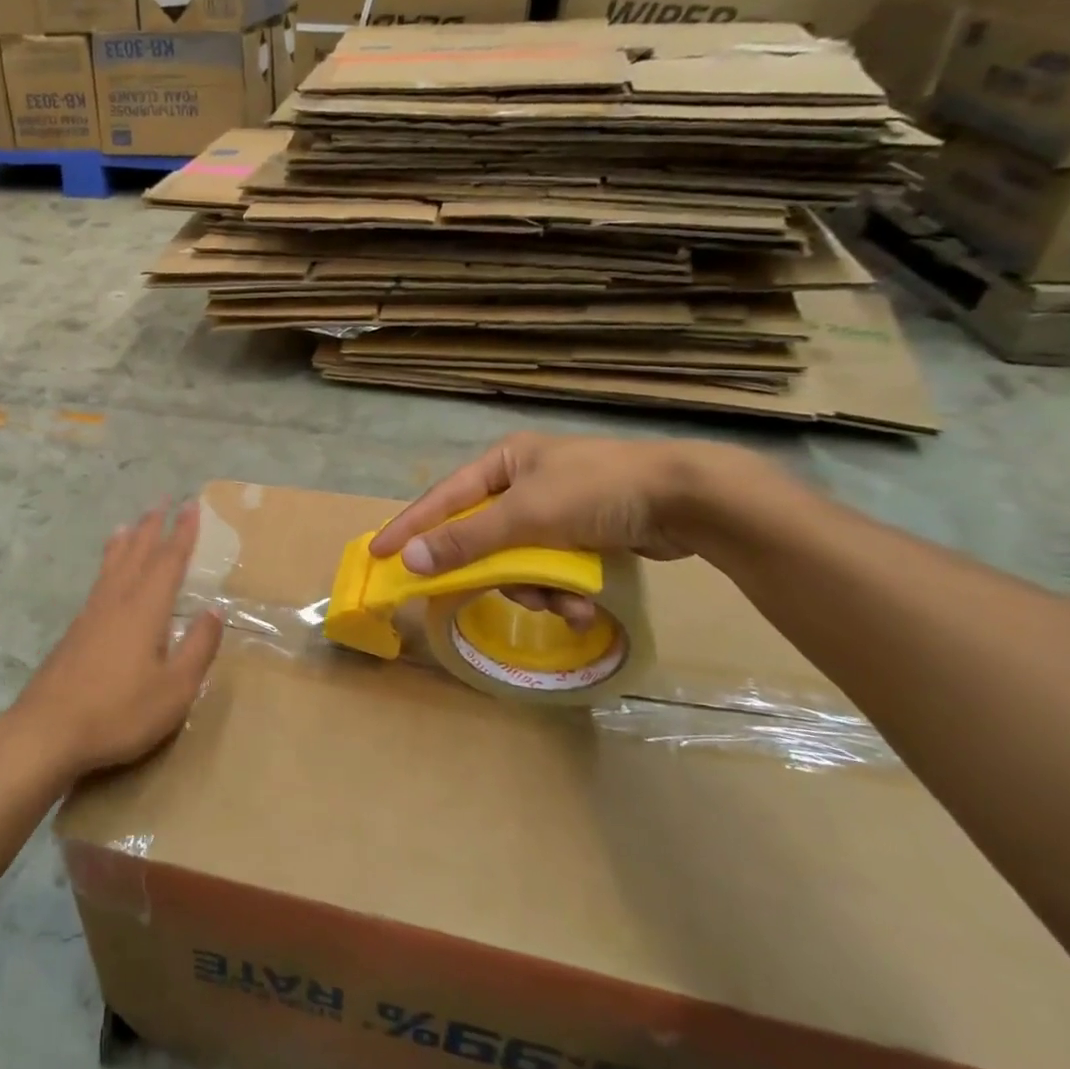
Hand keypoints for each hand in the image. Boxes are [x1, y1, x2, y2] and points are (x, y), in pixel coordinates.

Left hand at [9, 500, 222, 780]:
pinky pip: (99, 581)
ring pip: (113, 565)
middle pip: (138, 553)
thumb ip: (197, 647)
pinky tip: (106, 575)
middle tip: (163, 500)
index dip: (183, 534)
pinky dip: (108, 563)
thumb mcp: (174, 688)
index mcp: (145, 610)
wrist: (48, 730)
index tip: (191, 506)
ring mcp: (91, 614)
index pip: (169, 561)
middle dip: (153, 526)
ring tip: (131, 523)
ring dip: (126, 541)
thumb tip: (214, 611)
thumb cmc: (119, 712)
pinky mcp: (75, 632)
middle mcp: (117, 601)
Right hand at [368, 433, 745, 628]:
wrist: (690, 499)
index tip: (379, 553)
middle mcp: (524, 483)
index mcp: (505, 463)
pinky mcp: (583, 535)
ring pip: (519, 561)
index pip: (443, 499)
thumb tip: (411, 562)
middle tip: (503, 594)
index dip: (410, 527)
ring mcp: (555, 510)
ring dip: (539, 590)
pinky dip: (564, 590)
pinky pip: (552, 569)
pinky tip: (585, 605)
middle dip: (500, 573)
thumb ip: (468, 541)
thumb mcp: (527, 516)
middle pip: (484, 538)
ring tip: (567, 605)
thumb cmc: (598, 492)